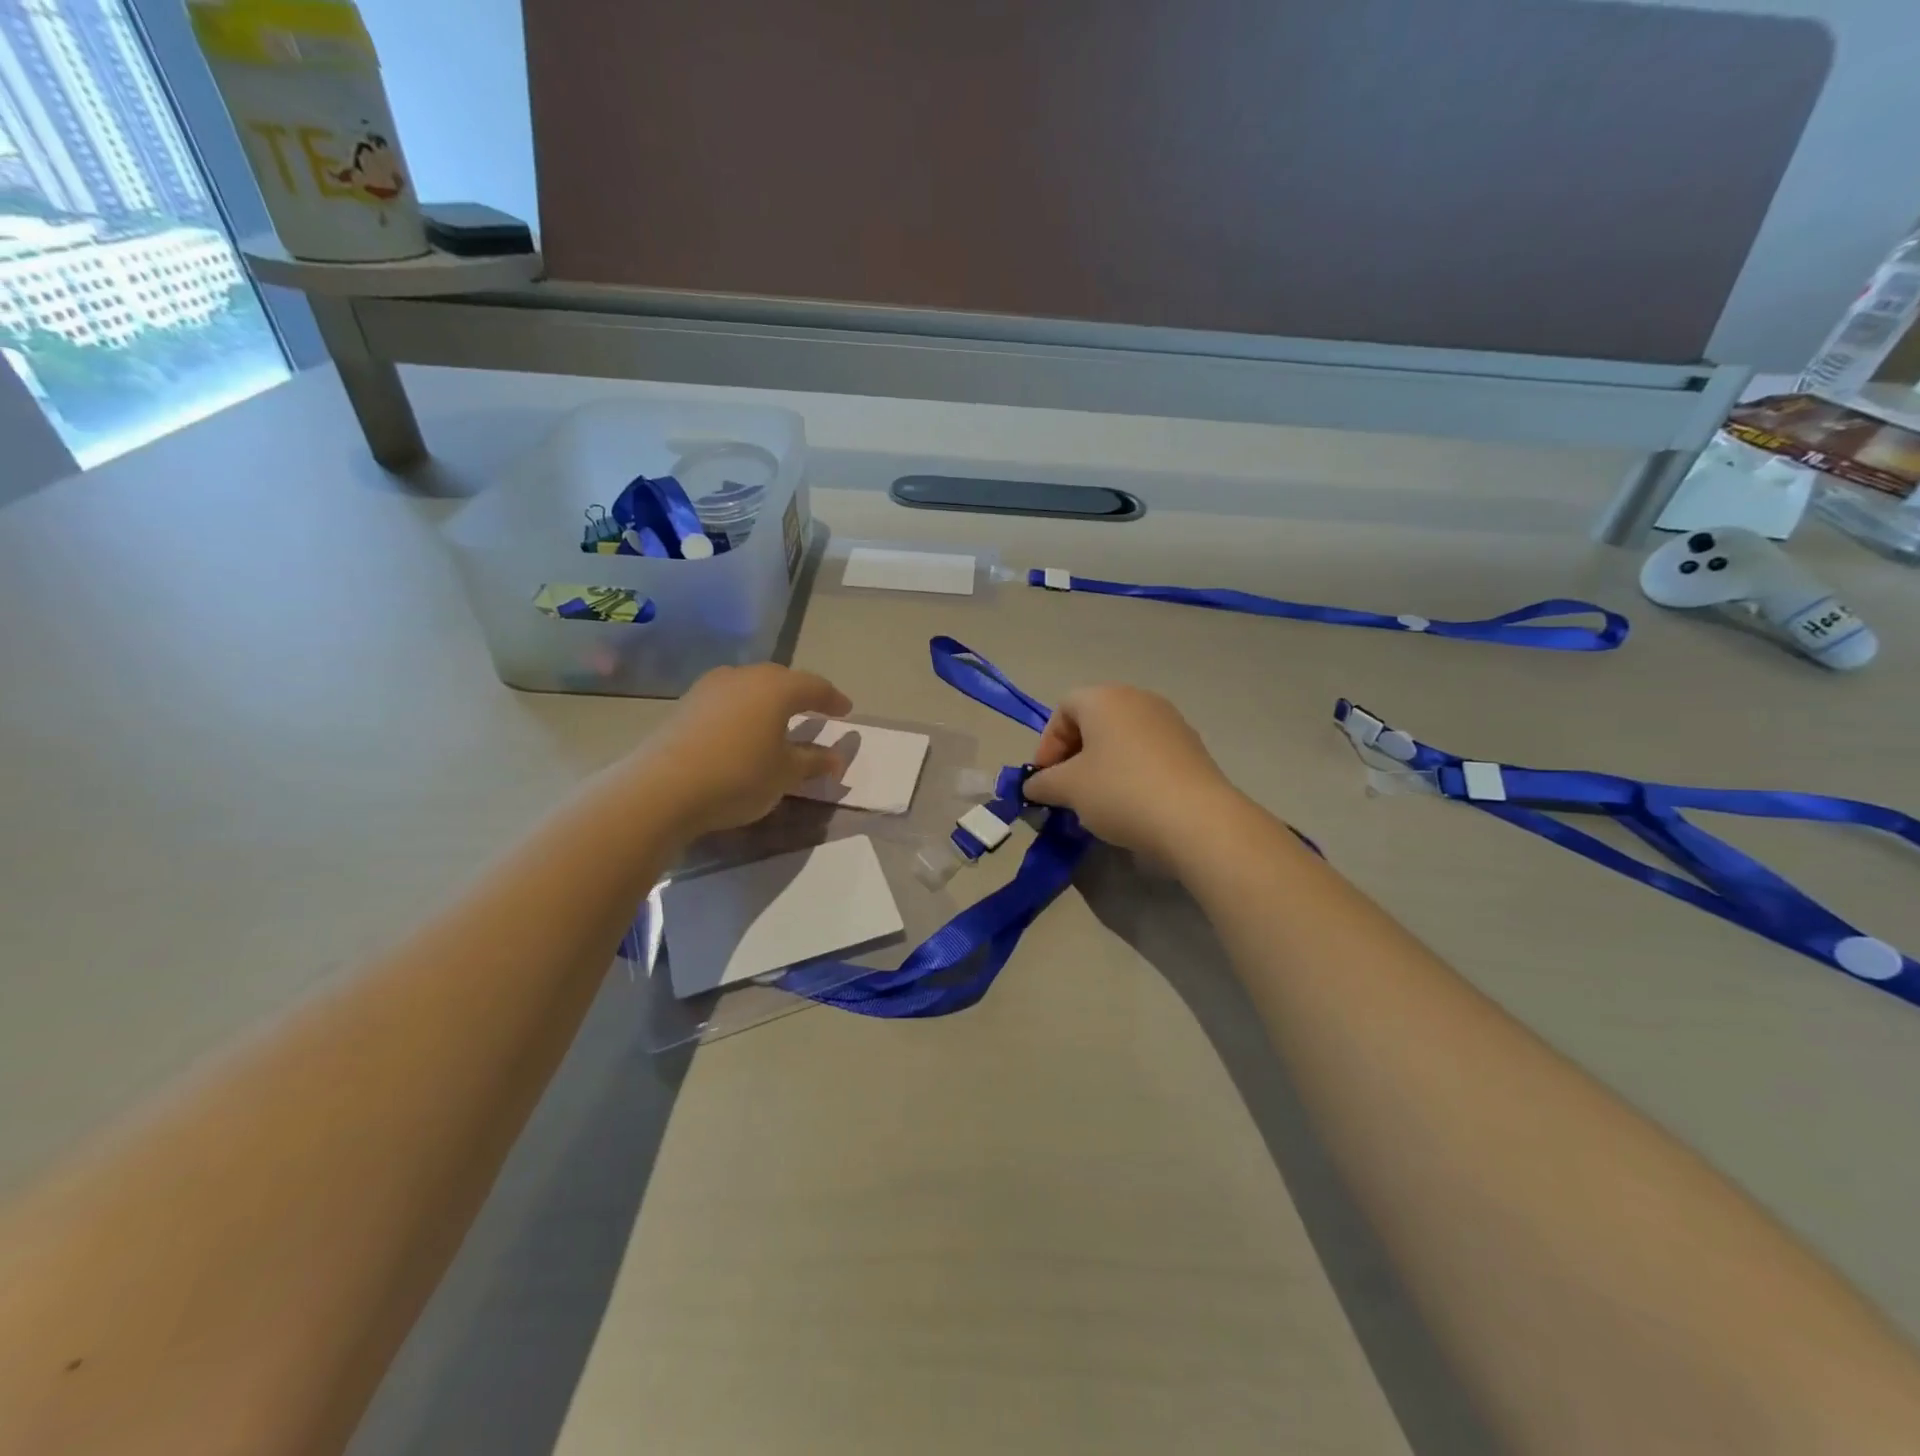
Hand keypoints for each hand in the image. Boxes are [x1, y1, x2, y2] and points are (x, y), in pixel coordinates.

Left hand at [635, 664, 853, 837]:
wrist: (663, 788)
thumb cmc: (739, 776)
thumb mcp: (785, 774)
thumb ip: (813, 762)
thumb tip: (835, 758)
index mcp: (777, 688)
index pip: (815, 686)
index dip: (833, 700)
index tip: (846, 712)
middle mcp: (745, 677)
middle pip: (781, 680)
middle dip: (800, 694)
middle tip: (814, 710)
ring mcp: (711, 687)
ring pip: (750, 687)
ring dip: (768, 701)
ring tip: (777, 720)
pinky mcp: (686, 704)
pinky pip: (727, 700)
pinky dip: (743, 711)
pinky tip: (742, 730)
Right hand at [1022, 686, 1239, 857]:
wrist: (1196, 820)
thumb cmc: (1120, 792)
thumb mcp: (1068, 789)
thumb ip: (1043, 783)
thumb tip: (1034, 786)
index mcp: (1105, 698)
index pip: (1063, 709)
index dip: (1047, 744)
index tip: (1045, 780)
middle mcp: (1139, 700)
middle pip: (1094, 722)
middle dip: (1074, 756)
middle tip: (1067, 791)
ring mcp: (1171, 723)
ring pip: (1122, 740)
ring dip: (1102, 767)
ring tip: (1097, 803)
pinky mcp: (1192, 749)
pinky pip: (1148, 755)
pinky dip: (1131, 774)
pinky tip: (1130, 806)